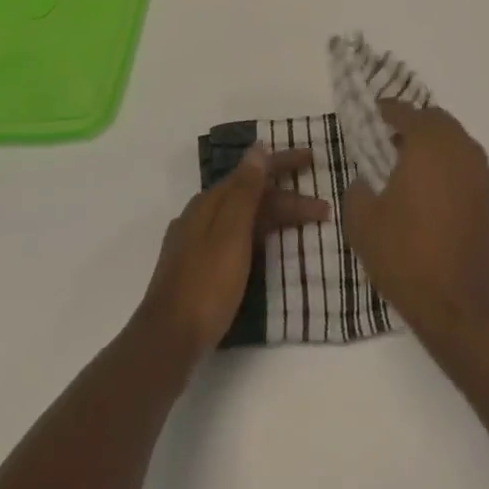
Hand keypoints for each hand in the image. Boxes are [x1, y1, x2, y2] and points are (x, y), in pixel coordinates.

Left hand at [137, 143, 329, 361]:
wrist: (167, 341)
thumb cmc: (206, 284)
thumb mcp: (231, 233)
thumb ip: (245, 190)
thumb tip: (258, 147)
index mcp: (209, 202)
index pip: (252, 172)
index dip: (283, 163)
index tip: (312, 158)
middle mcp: (200, 215)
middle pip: (250, 196)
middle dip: (286, 198)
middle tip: (321, 207)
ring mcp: (196, 243)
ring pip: (243, 218)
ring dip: (274, 218)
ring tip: (302, 226)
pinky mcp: (196, 269)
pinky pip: (235, 238)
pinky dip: (258, 235)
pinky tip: (266, 247)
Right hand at [343, 100, 488, 346]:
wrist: (465, 313)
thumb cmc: (408, 259)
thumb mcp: (363, 225)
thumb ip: (358, 192)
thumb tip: (365, 182)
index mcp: (430, 146)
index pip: (408, 113)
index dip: (390, 111)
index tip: (377, 113)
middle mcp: (463, 151)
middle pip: (440, 123)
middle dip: (418, 127)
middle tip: (395, 143)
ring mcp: (486, 178)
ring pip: (461, 147)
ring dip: (440, 151)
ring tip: (418, 175)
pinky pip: (474, 175)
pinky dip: (457, 176)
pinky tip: (442, 204)